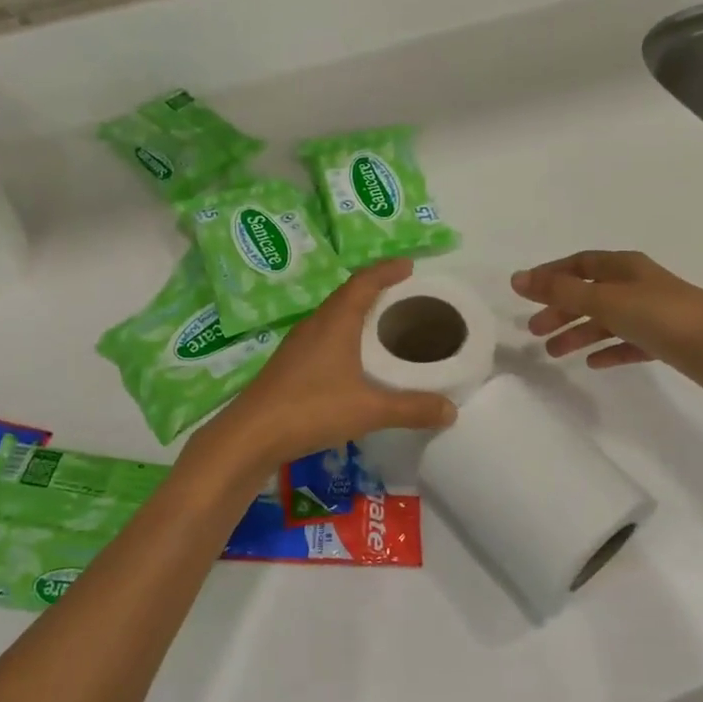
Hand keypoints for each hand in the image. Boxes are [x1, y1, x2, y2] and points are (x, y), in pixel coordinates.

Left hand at [193, 259, 457, 471]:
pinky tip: (353, 359)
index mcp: (335, 321)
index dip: (387, 270)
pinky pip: (323, 336)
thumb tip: (452, 409)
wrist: (251, 435)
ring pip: (333, 317)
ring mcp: (298, 344)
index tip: (409, 266)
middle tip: (404, 295)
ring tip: (383, 323)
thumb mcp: (370, 410)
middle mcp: (315, 324)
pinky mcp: (289, 365)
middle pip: (347, 295)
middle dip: (375, 289)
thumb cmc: (312, 409)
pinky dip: (344, 335)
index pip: (364, 282)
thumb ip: (412, 408)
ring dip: (357, 313)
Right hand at [511, 250, 702, 394]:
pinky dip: (608, 350)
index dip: (550, 275)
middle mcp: (636, 285)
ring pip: (605, 320)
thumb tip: (517, 279)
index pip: (578, 264)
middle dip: (559, 309)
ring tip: (553, 352)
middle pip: (588, 293)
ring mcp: (652, 313)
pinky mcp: (665, 341)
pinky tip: (593, 364)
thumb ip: (561, 292)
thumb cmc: (663, 316)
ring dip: (578, 333)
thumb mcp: (606, 301)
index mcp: (623, 267)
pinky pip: (627, 343)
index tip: (524, 293)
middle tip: (533, 330)